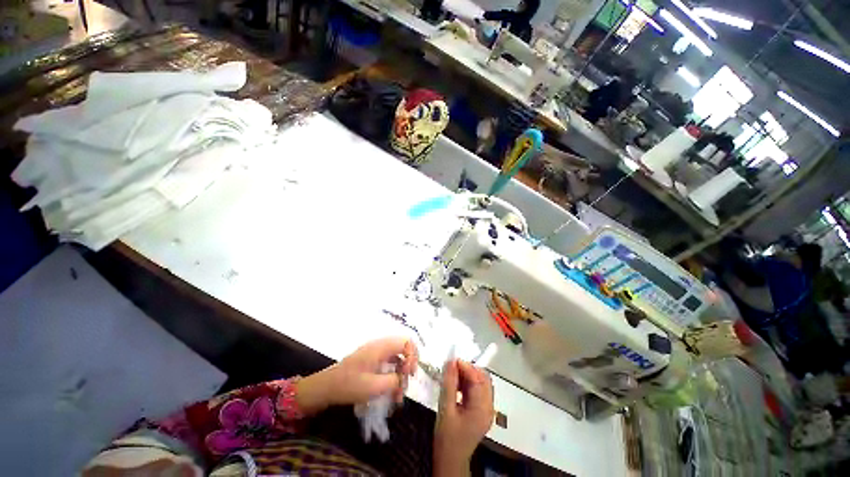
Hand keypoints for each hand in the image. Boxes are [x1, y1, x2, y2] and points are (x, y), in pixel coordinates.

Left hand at [296, 337, 418, 414]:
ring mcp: (377, 353)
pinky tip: (392, 393)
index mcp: (382, 346)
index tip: (410, 374)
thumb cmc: (349, 384)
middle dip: (408, 366)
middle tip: (405, 384)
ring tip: (398, 396)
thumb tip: (404, 379)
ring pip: (397, 358)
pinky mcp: (373, 361)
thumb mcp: (374, 386)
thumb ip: (394, 381)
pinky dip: (393, 376)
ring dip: (401, 375)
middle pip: (404, 349)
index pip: (406, 342)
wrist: (327, 387)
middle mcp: (381, 346)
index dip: (413, 356)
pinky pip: (389, 364)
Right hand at [433, 359, 494, 475]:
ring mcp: (487, 409)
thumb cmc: (447, 438)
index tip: (451, 360)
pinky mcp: (482, 411)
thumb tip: (450, 361)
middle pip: (483, 379)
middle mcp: (489, 407)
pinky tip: (457, 384)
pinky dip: (468, 383)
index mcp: (482, 409)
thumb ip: (449, 384)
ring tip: (452, 375)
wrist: (451, 461)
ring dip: (468, 375)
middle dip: (468, 369)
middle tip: (451, 367)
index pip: (477, 379)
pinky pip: (478, 390)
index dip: (465, 366)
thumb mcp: (445, 409)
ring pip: (481, 383)